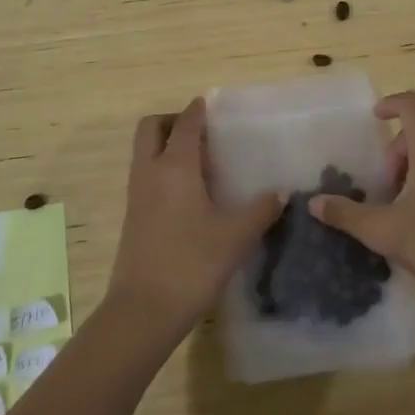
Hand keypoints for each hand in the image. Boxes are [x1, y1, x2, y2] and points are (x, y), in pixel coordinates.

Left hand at [106, 98, 283, 335]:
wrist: (143, 310)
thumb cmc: (192, 263)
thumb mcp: (236, 236)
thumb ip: (261, 209)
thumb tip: (281, 192)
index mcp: (175, 166)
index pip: (184, 123)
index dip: (198, 110)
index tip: (212, 105)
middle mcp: (150, 172)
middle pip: (151, 128)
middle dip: (172, 121)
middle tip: (202, 133)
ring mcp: (136, 195)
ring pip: (144, 152)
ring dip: (166, 146)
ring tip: (201, 162)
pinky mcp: (132, 217)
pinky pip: (145, 176)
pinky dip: (162, 170)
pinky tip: (190, 194)